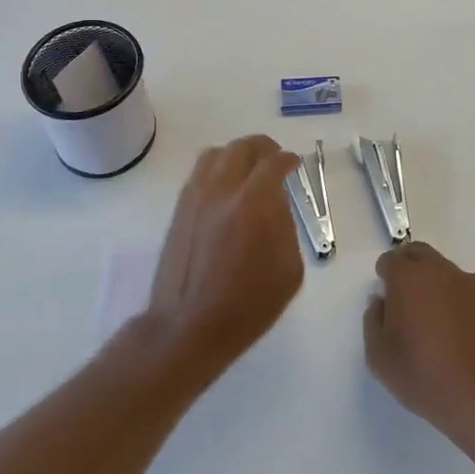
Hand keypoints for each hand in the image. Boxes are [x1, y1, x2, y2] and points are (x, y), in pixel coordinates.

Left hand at [146, 136, 303, 372]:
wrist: (189, 326)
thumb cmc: (248, 305)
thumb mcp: (289, 269)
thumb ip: (286, 227)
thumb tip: (276, 207)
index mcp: (255, 202)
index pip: (275, 162)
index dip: (289, 160)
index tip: (295, 164)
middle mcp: (223, 189)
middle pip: (243, 147)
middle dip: (263, 148)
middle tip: (274, 159)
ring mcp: (196, 196)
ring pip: (216, 154)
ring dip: (236, 154)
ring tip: (247, 169)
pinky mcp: (180, 208)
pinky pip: (199, 173)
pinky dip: (216, 169)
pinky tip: (224, 188)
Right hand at [364, 243, 474, 447]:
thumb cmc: (425, 377)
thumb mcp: (379, 357)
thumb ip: (372, 321)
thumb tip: (381, 302)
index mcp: (409, 278)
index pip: (390, 260)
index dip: (384, 276)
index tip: (386, 300)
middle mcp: (441, 271)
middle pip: (419, 254)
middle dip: (408, 268)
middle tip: (404, 300)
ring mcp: (471, 284)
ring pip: (444, 271)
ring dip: (434, 284)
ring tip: (434, 321)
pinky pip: (466, 291)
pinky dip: (457, 301)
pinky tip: (458, 333)